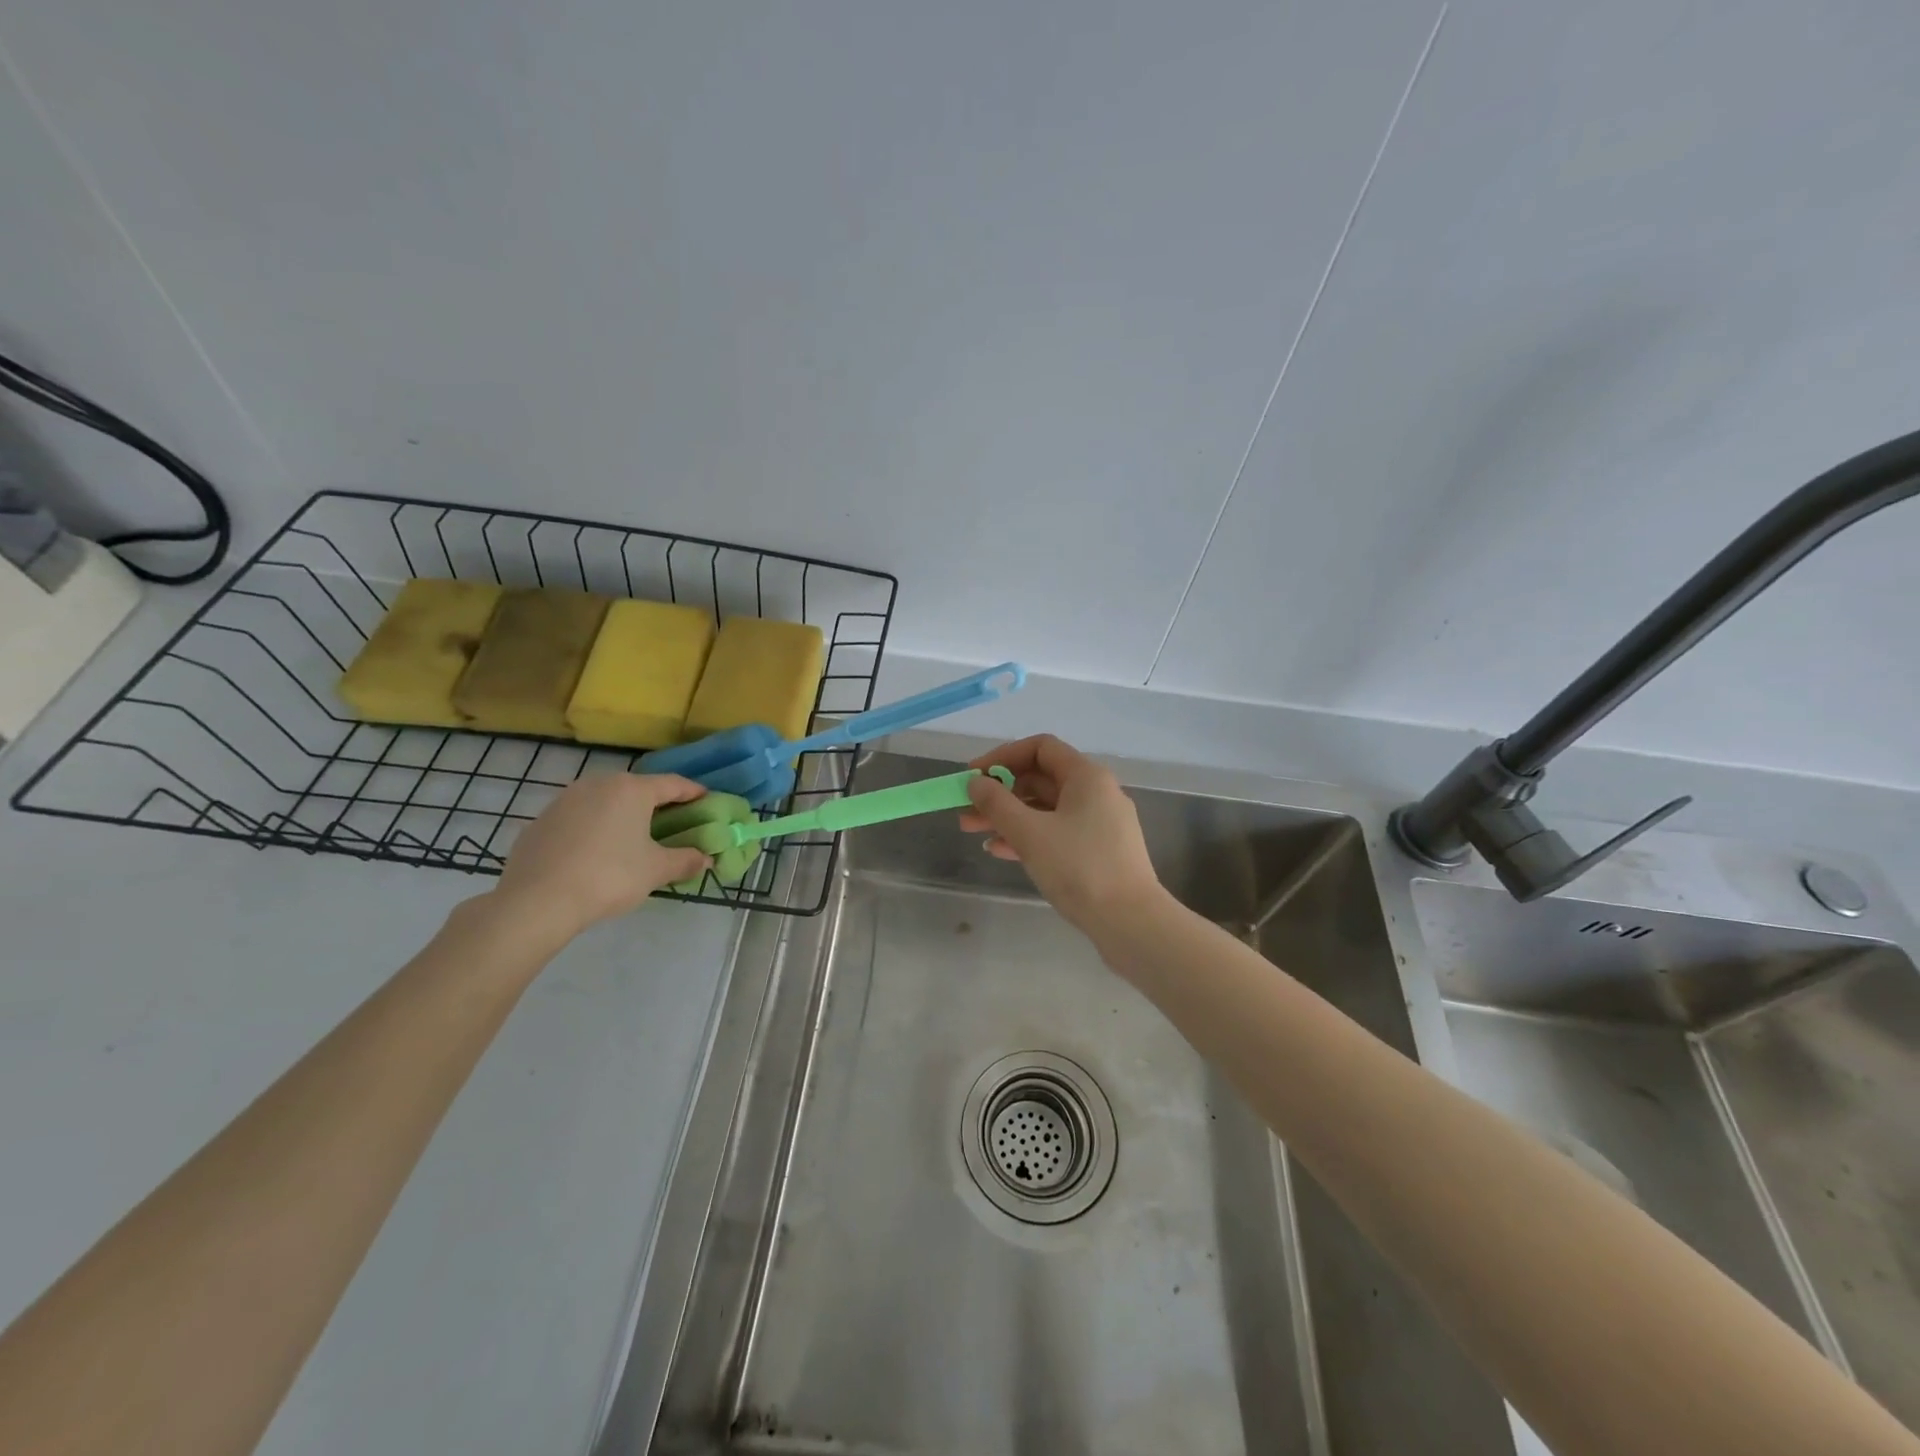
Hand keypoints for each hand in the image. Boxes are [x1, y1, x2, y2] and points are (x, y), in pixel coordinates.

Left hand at [487, 773, 711, 944]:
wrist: (536, 901)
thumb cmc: (609, 876)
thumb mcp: (656, 871)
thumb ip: (685, 860)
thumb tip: (705, 859)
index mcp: (631, 790)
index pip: (672, 784)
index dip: (693, 792)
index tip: (707, 799)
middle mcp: (597, 784)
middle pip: (636, 789)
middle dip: (656, 803)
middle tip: (672, 821)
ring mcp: (564, 800)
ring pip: (604, 801)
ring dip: (621, 814)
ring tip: (631, 837)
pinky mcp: (540, 821)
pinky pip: (578, 818)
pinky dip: (593, 828)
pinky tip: (594, 852)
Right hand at [958, 735, 1164, 931]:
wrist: (1131, 922)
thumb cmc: (1079, 868)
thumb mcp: (1030, 833)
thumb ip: (997, 803)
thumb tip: (976, 783)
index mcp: (1087, 776)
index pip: (1040, 747)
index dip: (1003, 757)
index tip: (974, 777)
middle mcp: (1097, 792)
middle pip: (1041, 779)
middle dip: (1000, 792)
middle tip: (966, 809)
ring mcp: (1100, 823)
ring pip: (1046, 809)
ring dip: (1009, 816)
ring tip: (972, 831)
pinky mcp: (1100, 851)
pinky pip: (1057, 832)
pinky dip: (1029, 836)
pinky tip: (1000, 851)